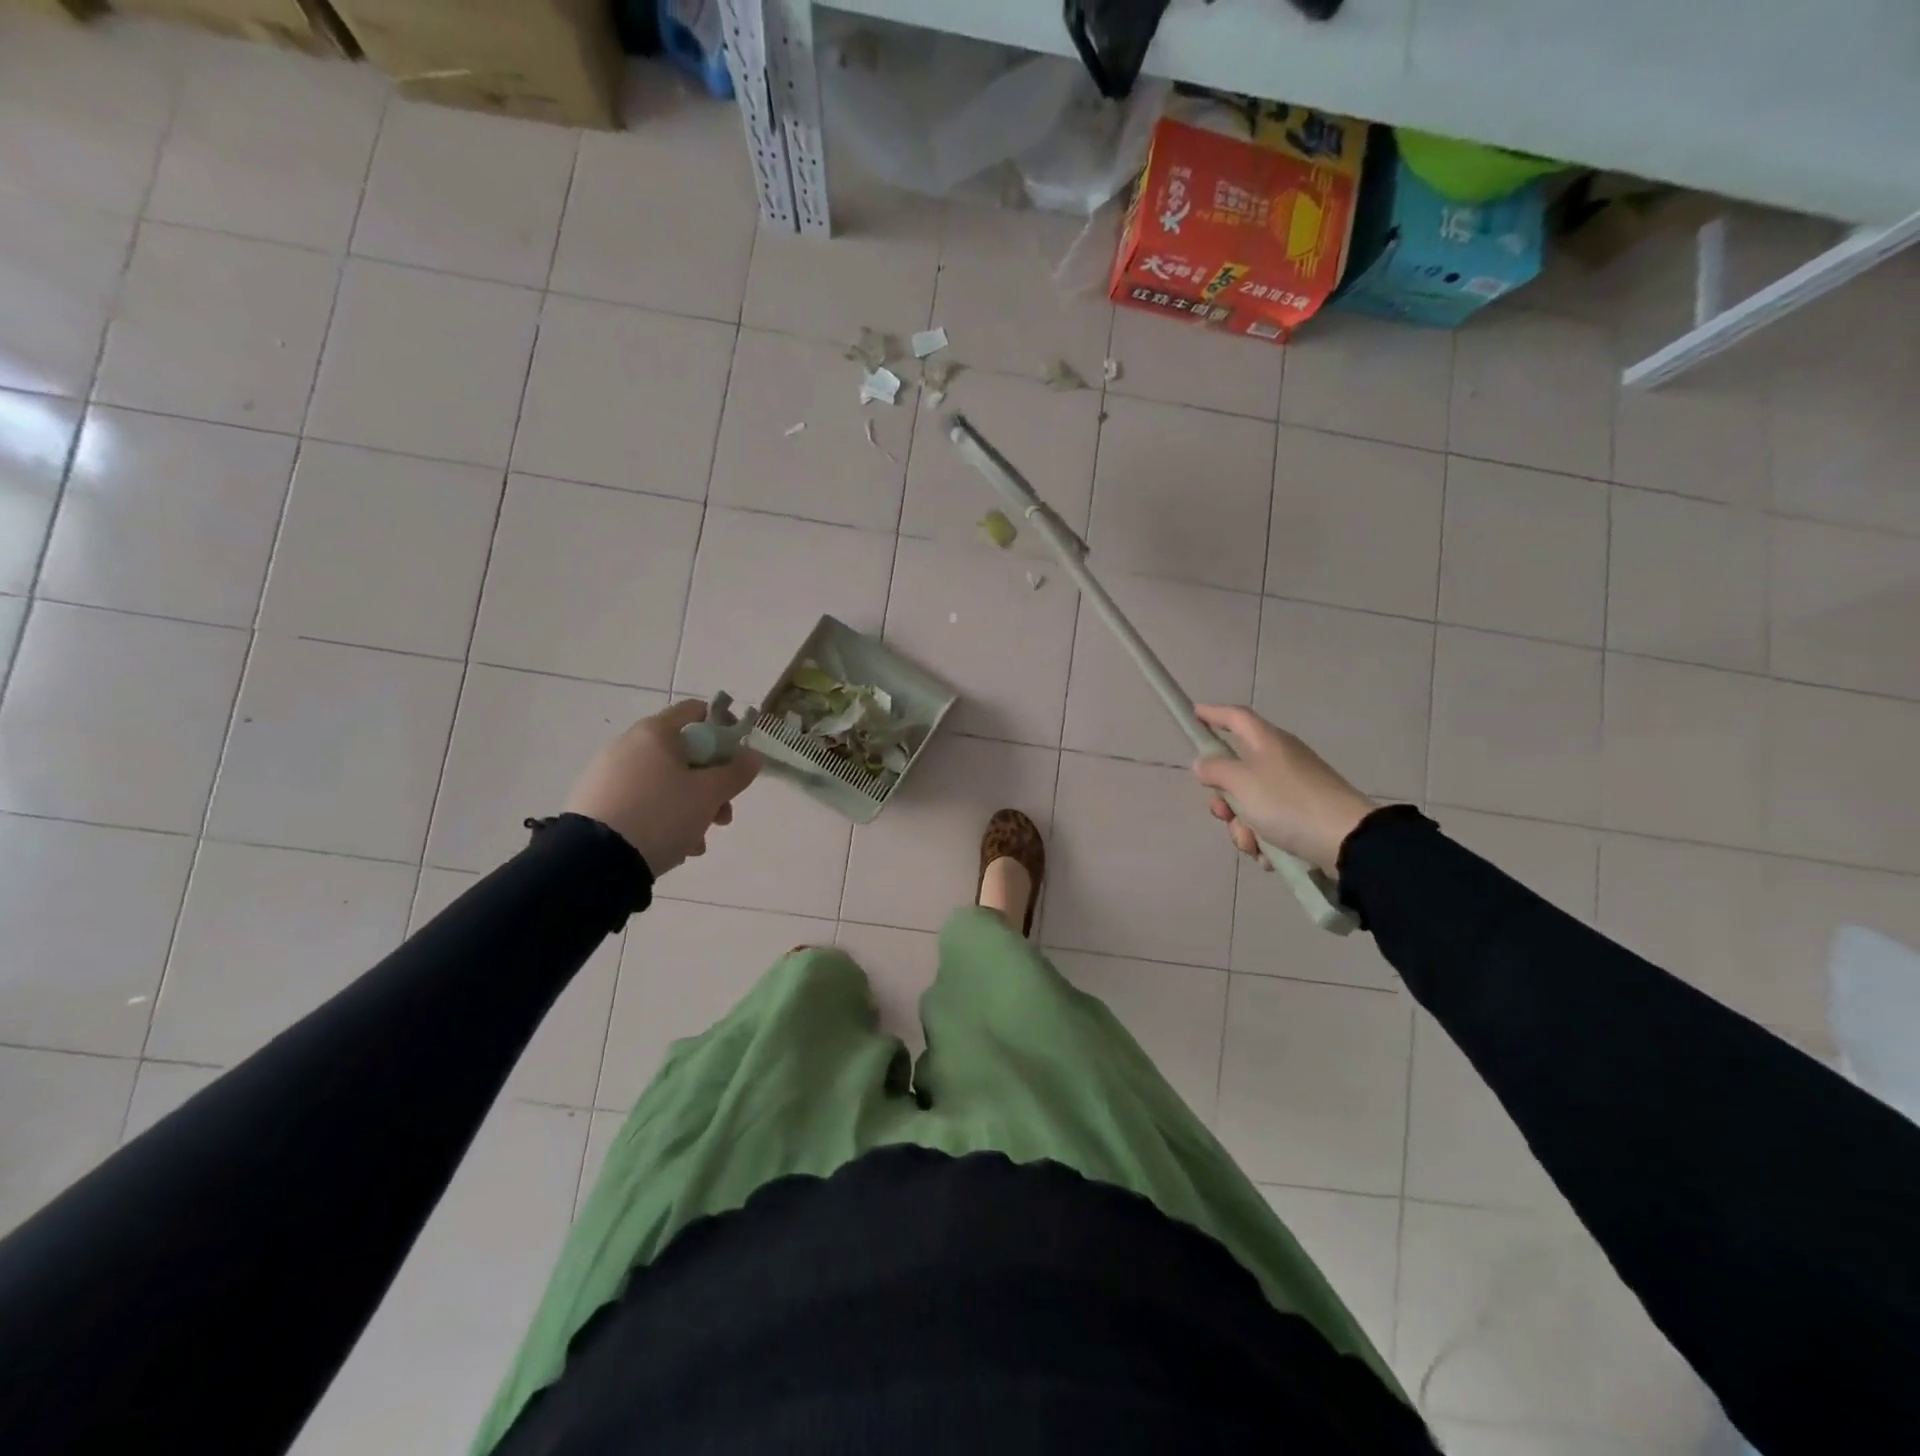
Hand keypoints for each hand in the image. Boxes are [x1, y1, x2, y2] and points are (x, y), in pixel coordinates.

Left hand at [564, 700, 761, 876]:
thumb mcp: (709, 795)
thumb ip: (736, 773)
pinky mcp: (596, 803)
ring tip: (699, 840)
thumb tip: (752, 756)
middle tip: (723, 813)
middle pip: (683, 754)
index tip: (738, 758)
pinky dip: (663, 818)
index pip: (696, 712)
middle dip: (711, 783)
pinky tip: (674, 847)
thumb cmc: (660, 815)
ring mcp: (608, 775)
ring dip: (690, 807)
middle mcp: (628, 746)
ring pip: (664, 783)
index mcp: (655, 733)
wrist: (593, 860)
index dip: (723, 729)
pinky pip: (642, 803)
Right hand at [1190, 704, 1373, 875]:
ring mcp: (1295, 788)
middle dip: (1224, 797)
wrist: (1347, 841)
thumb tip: (1203, 763)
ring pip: (1251, 803)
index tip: (1193, 715)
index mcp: (1267, 742)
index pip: (1235, 717)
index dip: (1212, 714)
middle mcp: (1281, 760)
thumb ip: (1215, 770)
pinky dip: (1265, 839)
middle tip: (1221, 813)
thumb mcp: (1241, 783)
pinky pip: (1271, 824)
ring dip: (1243, 826)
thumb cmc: (1287, 803)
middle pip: (1238, 770)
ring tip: (1253, 843)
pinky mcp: (1306, 815)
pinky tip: (1270, 855)